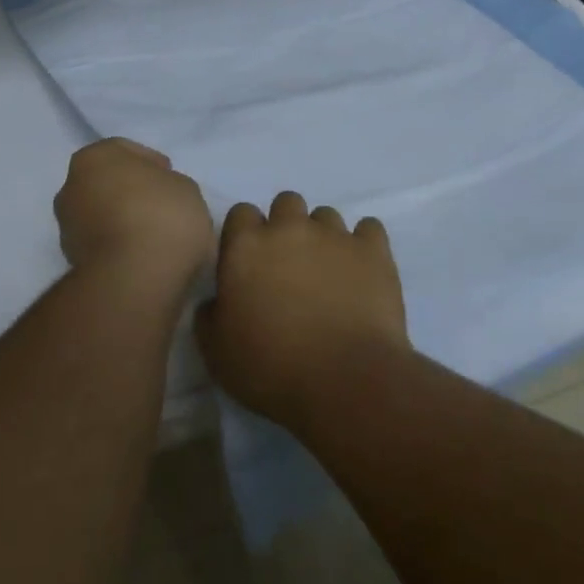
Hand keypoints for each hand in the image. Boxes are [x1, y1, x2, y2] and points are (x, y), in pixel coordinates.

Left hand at [54, 138, 212, 289]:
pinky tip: (143, 253)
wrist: (136, 277)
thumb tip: (157, 196)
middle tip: (160, 203)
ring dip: (121, 219)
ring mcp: (67, 226)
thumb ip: (166, 184)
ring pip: (100, 213)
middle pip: (106, 182)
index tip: (170, 177)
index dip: (151, 162)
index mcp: (94, 157)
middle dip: (130, 190)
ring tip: (154, 233)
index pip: (124, 150)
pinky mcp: (71, 261)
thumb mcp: (184, 187)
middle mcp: (71, 187)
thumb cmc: (163, 216)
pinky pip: (101, 242)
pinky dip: (117, 244)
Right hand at [196, 191, 408, 425]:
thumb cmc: (271, 368)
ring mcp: (334, 235)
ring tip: (328, 272)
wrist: (345, 380)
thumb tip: (216, 301)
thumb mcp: (217, 352)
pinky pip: (369, 228)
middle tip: (289, 265)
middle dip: (286, 225)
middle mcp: (289, 228)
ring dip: (323, 236)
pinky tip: (361, 268)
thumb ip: (209, 315)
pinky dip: (364, 244)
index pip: (241, 213)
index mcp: (246, 246)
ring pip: (326, 215)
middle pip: (286, 203)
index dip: (245, 235)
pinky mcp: (373, 251)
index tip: (250, 263)